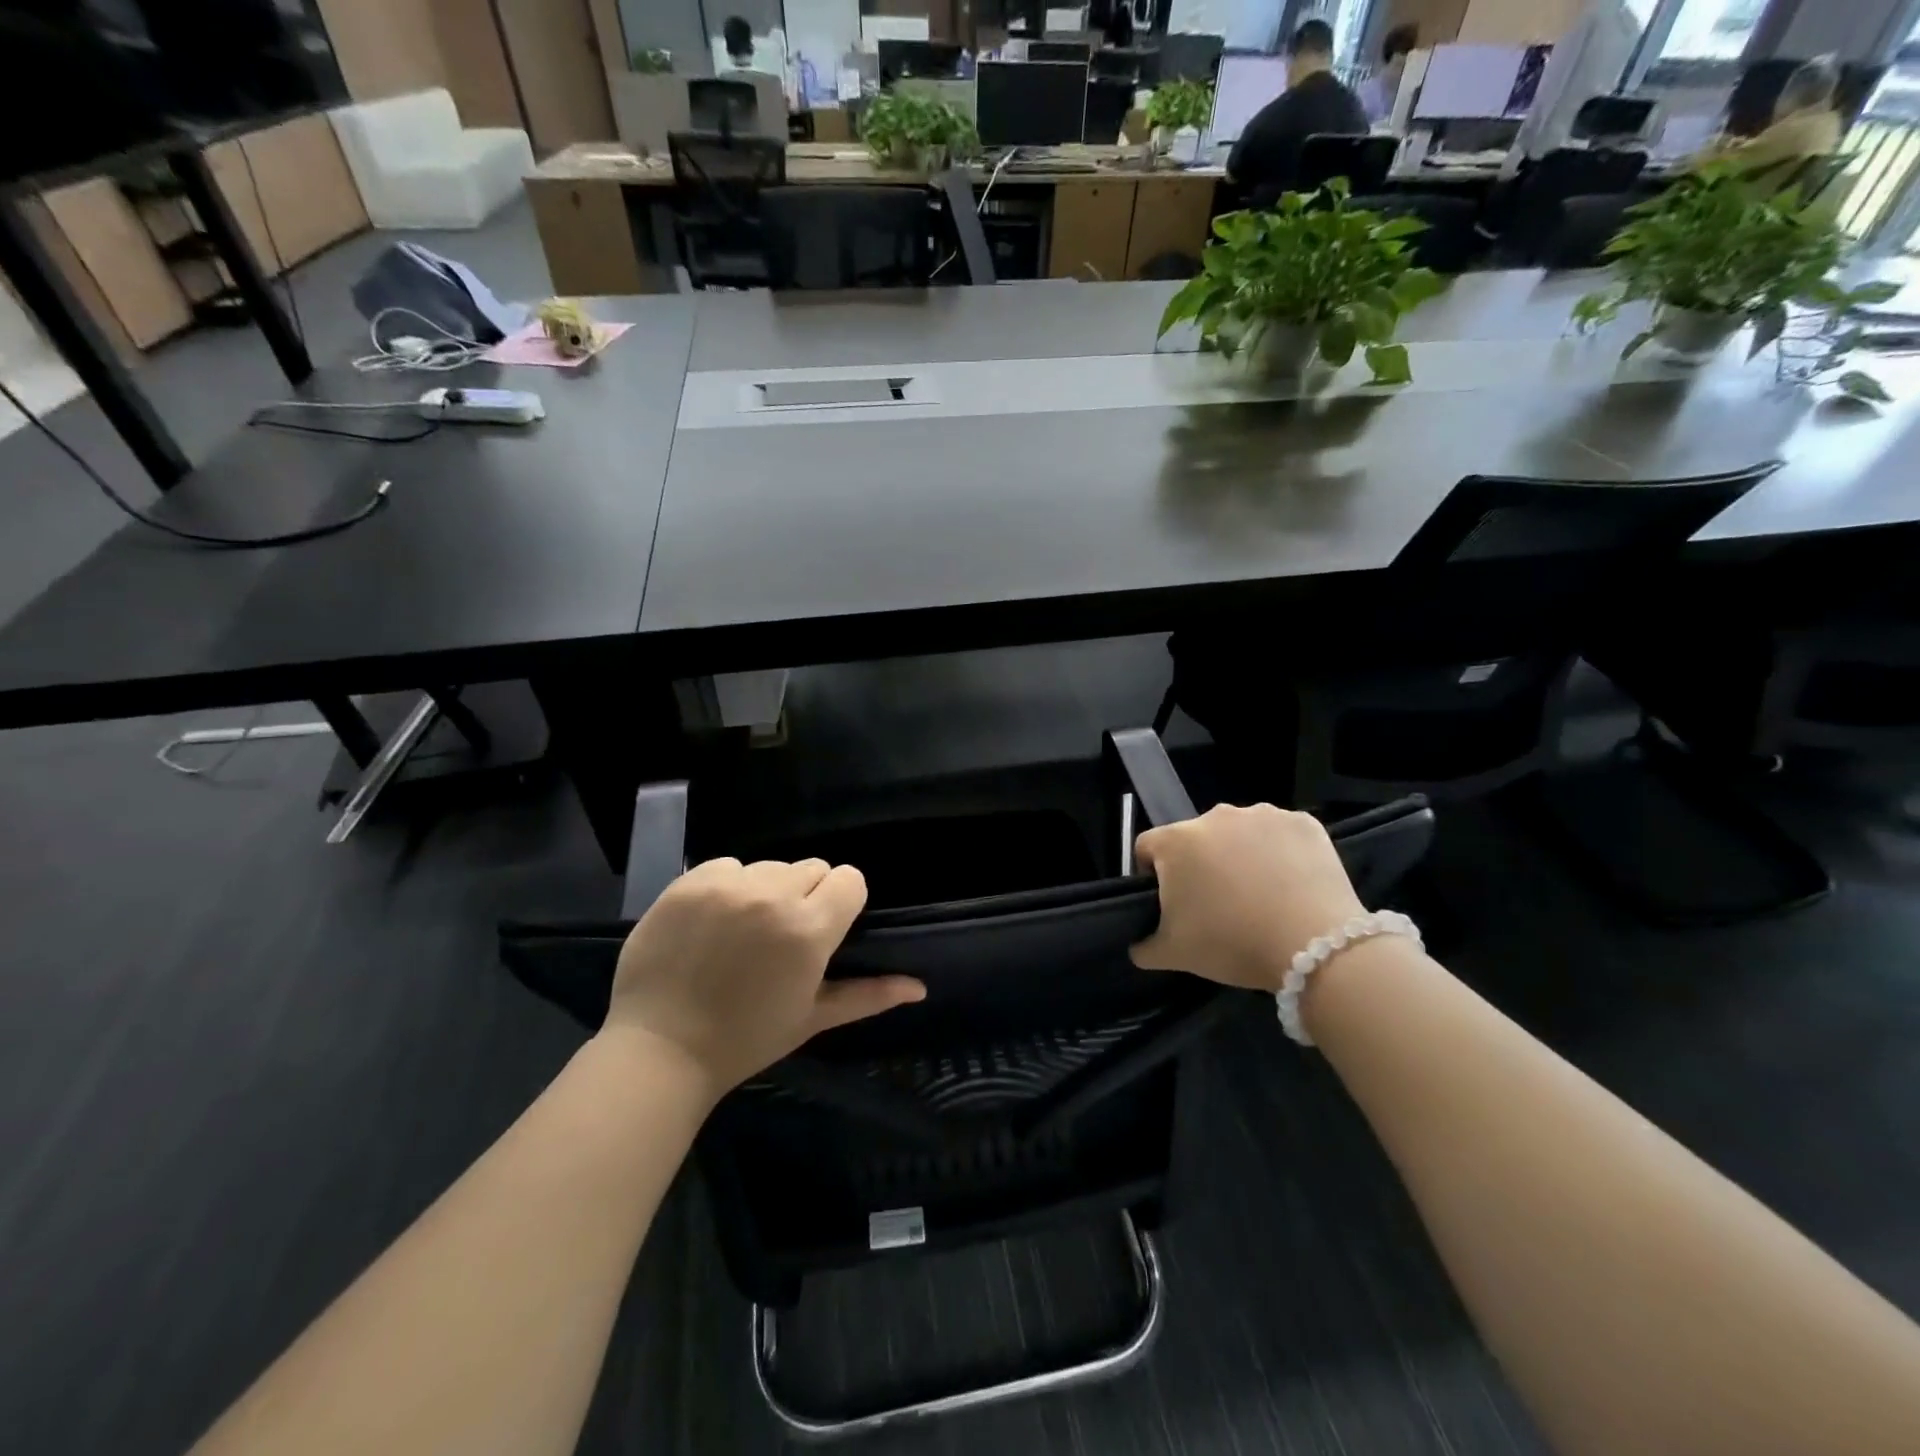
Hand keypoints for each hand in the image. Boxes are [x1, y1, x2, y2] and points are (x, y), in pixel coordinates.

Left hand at [602, 857, 924, 1096]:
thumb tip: (919, 988)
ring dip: (766, 890)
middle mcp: (773, 896)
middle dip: (806, 896)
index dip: (842, 901)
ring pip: (769, 867)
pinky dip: (728, 886)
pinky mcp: (689, 882)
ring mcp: (727, 885)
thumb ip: (869, 995)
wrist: (660, 1049)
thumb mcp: (812, 1018)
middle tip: (782, 936)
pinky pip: (727, 866)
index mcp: (809, 930)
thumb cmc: (745, 1039)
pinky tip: (713, 922)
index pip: (849, 879)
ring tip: (744, 931)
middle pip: (811, 868)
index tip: (825, 928)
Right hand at [1129, 804, 1365, 991]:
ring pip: (1239, 833)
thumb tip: (1139, 944)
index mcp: (1176, 841)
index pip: (1147, 847)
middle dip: (1201, 864)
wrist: (1315, 946)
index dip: (1151, 875)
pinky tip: (1291, 885)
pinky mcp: (1303, 822)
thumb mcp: (1174, 954)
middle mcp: (1215, 816)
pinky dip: (1280, 854)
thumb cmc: (1232, 943)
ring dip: (1240, 855)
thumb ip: (1144, 946)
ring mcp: (1262, 814)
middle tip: (1218, 904)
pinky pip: (1280, 835)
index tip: (1171, 903)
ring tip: (1260, 896)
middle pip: (1195, 838)